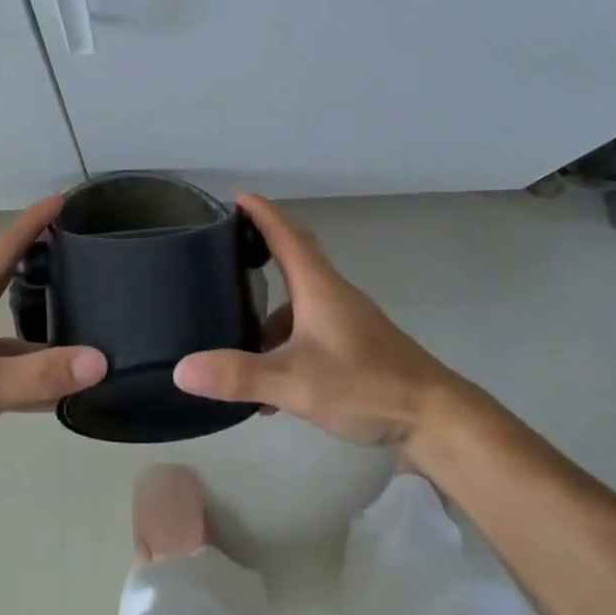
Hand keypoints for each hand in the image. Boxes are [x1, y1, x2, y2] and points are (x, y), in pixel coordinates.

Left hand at [0, 196, 106, 496]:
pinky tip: (66, 385)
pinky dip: (36, 373)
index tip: (64, 198)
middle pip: (10, 284)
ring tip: (90, 322)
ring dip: (46, 331)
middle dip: (44, 267)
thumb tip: (101, 360)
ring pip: (14, 333)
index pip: (4, 250)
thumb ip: (39, 375)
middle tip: (86, 256)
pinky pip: (9, 368)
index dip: (33, 223)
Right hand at [173, 194, 468, 447]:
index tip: (236, 197)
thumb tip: (182, 369)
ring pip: (302, 299)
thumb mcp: (295, 383)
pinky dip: (286, 342)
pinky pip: (311, 329)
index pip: (286, 234)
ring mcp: (348, 320)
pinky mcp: (356, 345)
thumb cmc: (365, 385)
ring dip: (271, 309)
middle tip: (229, 249)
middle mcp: (333, 294)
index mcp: (319, 287)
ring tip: (236, 331)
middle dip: (263, 248)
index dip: (261, 213)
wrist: (434, 417)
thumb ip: (240, 376)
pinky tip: (270, 382)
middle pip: (296, 257)